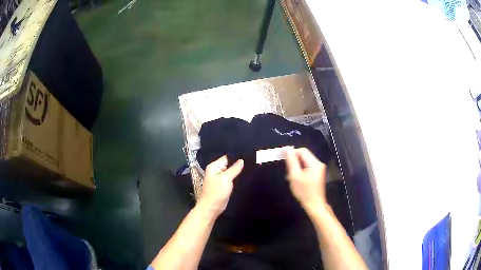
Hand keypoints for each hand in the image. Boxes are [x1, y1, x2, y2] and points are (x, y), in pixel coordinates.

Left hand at [198, 156, 243, 216]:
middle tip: (250, 164)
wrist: (211, 208)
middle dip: (238, 165)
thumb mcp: (226, 178)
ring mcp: (219, 179)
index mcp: (214, 166)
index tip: (247, 157)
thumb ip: (234, 168)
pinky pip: (231, 179)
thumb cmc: (216, 193)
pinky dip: (236, 179)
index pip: (227, 157)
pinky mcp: (223, 186)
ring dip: (238, 173)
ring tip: (249, 170)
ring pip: (231, 172)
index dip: (237, 157)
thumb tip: (241, 160)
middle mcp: (216, 171)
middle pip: (229, 164)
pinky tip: (243, 178)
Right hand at [285, 148, 326, 210]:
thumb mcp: (295, 176)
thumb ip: (291, 161)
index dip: (292, 152)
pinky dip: (301, 171)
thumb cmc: (304, 192)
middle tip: (287, 171)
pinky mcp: (317, 174)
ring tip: (291, 176)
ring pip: (305, 162)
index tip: (282, 158)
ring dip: (297, 166)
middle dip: (294, 161)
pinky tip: (296, 179)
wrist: (314, 205)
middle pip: (304, 156)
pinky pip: (307, 167)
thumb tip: (287, 149)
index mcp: (315, 163)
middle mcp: (319, 164)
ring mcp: (319, 169)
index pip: (302, 151)